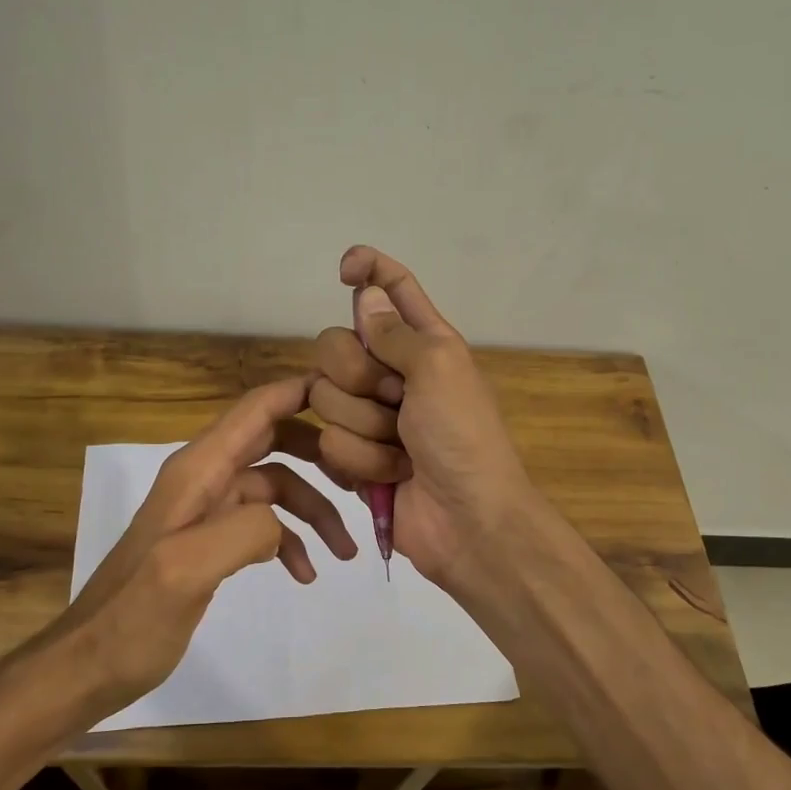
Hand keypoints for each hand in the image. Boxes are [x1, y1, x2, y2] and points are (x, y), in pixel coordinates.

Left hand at [67, 375, 357, 706]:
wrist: (90, 665)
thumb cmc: (132, 619)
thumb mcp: (186, 571)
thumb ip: (242, 531)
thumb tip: (281, 522)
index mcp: (197, 470)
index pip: (257, 409)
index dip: (302, 392)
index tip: (354, 395)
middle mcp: (204, 478)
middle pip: (274, 440)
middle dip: (321, 454)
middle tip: (363, 478)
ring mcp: (207, 510)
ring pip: (276, 486)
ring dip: (314, 510)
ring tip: (344, 552)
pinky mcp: (211, 541)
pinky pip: (263, 524)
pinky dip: (289, 541)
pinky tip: (304, 574)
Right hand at [310, 246, 534, 590]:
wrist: (466, 520)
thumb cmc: (463, 437)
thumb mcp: (439, 369)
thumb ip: (396, 332)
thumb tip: (366, 295)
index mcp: (423, 342)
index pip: (391, 290)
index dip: (369, 270)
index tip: (345, 268)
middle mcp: (391, 372)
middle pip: (335, 344)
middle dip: (358, 375)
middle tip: (395, 399)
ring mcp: (368, 415)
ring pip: (324, 396)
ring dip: (366, 427)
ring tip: (402, 449)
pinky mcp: (352, 455)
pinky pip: (327, 442)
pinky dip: (362, 460)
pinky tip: (390, 475)